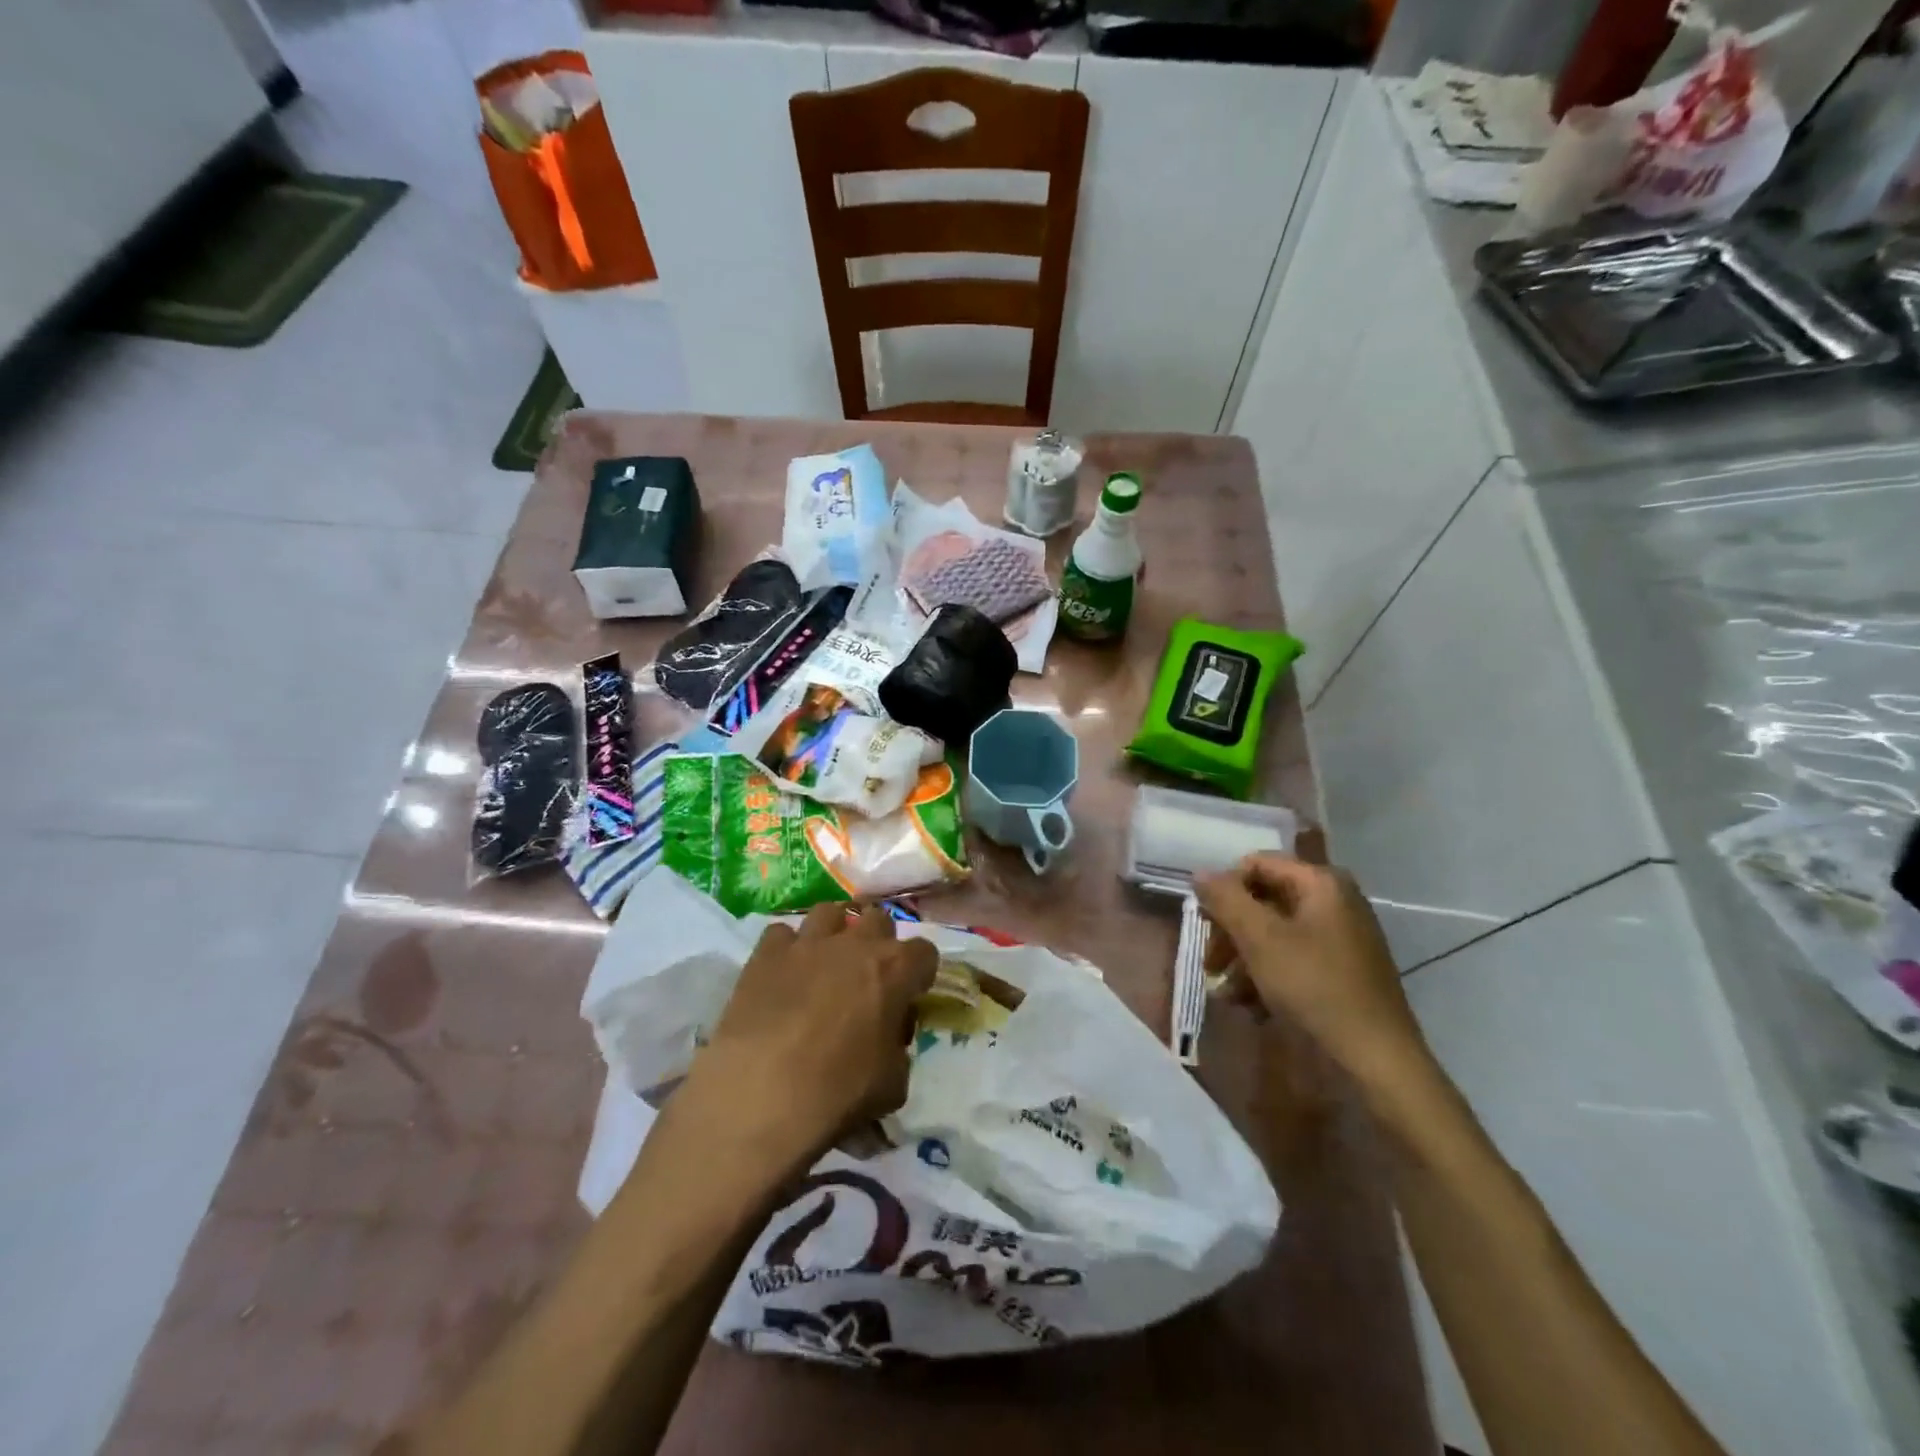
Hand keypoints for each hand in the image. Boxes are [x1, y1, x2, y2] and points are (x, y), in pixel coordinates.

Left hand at [679, 902, 937, 1173]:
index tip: (909, 995)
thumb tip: (889, 1040)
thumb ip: (898, 1050)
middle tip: (867, 977)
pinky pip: (781, 933)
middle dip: (878, 942)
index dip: (919, 973)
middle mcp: (855, 944)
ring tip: (825, 962)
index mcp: (895, 970)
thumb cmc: (838, 1093)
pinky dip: (786, 949)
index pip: (925, 952)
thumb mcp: (893, 1084)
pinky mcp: (766, 953)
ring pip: (829, 912)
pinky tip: (782, 975)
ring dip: (834, 933)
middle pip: (878, 919)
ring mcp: (808, 942)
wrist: (760, 1095)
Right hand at [1195, 854, 1427, 1082]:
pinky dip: (1267, 977)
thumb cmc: (1315, 987)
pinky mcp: (1339, 970)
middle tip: (1211, 964)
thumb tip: (1200, 873)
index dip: (1225, 891)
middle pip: (1262, 900)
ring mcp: (1339, 937)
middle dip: (1231, 932)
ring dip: (1242, 960)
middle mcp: (1333, 901)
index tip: (1206, 925)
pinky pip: (1291, 959)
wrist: (1376, 1060)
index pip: (1255, 865)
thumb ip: (1226, 899)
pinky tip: (1251, 1007)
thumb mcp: (1260, 939)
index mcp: (1321, 883)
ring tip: (1227, 994)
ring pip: (1273, 933)